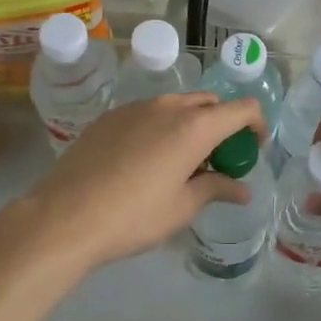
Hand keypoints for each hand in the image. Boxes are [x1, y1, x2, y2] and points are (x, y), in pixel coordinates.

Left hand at [12, 94, 265, 270]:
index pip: (243, 108)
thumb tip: (242, 189)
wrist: (64, 216)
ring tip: (182, 161)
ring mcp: (136, 107)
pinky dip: (162, 127)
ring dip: (191, 125)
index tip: (252, 151)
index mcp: (194, 126)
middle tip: (218, 160)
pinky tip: (146, 160)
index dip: (256, 126)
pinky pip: (149, 113)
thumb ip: (216, 189)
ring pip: (178, 105)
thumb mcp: (182, 207)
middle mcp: (168, 106)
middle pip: (210, 103)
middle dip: (223, 125)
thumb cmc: (133, 216)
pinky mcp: (110, 116)